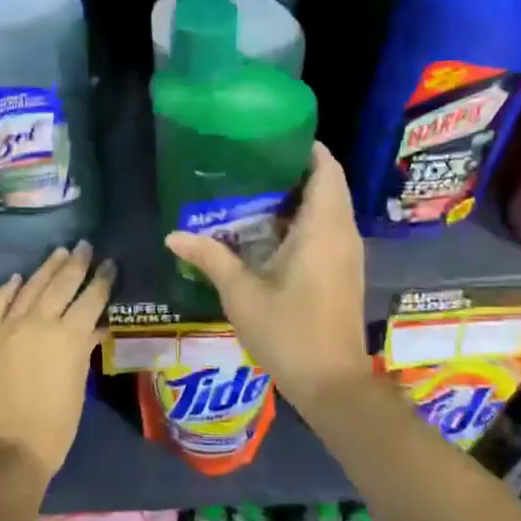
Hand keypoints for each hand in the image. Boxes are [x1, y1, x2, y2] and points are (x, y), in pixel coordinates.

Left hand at [0, 241, 114, 484]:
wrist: (4, 450)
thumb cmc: (53, 428)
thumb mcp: (77, 387)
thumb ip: (83, 352)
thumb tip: (93, 329)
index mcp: (69, 337)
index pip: (91, 299)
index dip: (102, 280)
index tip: (110, 263)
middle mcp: (38, 323)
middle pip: (60, 285)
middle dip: (76, 264)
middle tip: (85, 246)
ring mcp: (6, 327)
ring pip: (29, 288)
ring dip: (45, 269)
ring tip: (58, 252)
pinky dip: (8, 290)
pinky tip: (17, 278)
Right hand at [164, 142, 371, 406]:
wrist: (332, 382)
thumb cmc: (288, 332)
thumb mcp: (241, 293)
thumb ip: (210, 257)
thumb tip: (172, 235)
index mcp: (323, 228)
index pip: (326, 169)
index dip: (305, 148)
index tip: (271, 137)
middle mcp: (342, 233)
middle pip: (328, 185)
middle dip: (295, 170)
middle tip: (252, 164)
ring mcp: (348, 254)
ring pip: (330, 208)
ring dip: (299, 197)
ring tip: (254, 191)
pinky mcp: (344, 272)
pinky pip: (329, 229)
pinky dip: (305, 220)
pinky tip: (269, 231)